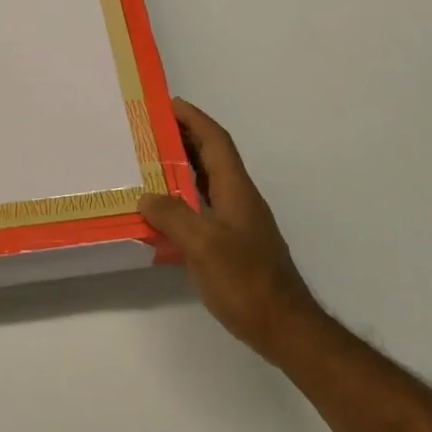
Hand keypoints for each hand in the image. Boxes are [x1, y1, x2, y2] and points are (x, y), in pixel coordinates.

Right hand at [140, 99, 326, 365]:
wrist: (285, 327)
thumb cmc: (245, 281)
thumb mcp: (203, 245)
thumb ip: (173, 216)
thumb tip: (146, 196)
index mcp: (236, 189)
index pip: (215, 141)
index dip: (194, 119)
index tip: (169, 103)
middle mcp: (240, 198)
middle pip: (213, 156)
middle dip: (185, 138)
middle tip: (150, 130)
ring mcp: (240, 221)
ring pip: (209, 181)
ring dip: (184, 167)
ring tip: (151, 164)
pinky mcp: (236, 243)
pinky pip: (206, 206)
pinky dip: (186, 197)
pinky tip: (166, 212)